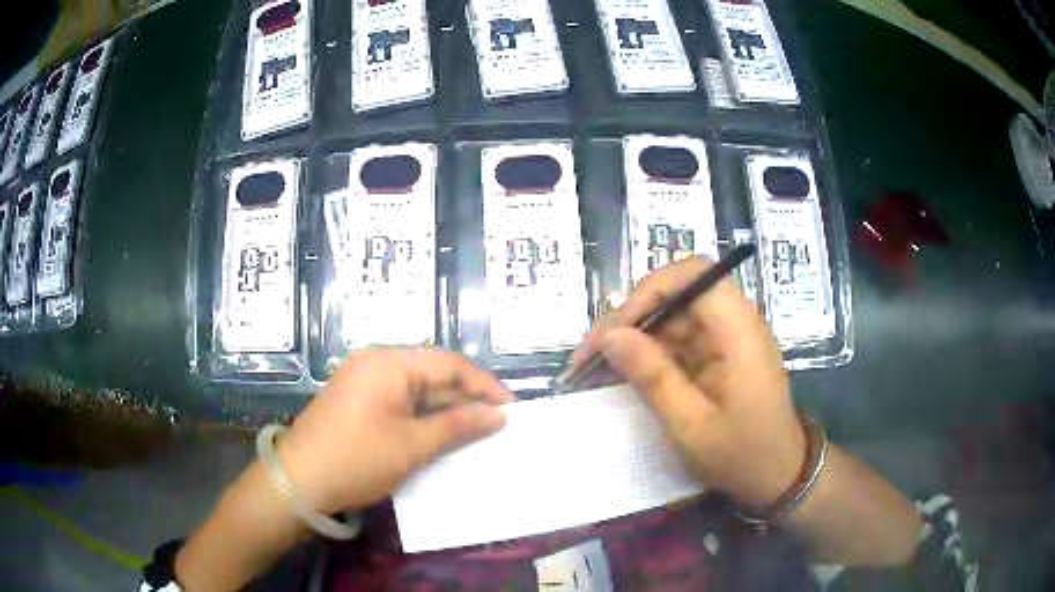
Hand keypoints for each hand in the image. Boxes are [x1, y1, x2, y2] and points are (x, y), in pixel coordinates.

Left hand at [277, 349, 513, 513]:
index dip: (483, 385)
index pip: (448, 364)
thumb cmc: (358, 459)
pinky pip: (399, 402)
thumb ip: (458, 426)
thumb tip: (498, 415)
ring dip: (444, 410)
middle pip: (432, 374)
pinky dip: (422, 418)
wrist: (298, 482)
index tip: (511, 408)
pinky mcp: (357, 402)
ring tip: (475, 433)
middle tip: (497, 424)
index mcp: (389, 363)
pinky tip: (440, 436)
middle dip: (465, 398)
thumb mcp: (412, 445)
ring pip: (416, 390)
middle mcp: (376, 364)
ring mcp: (364, 383)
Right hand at [570, 257, 805, 508]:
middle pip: (677, 294)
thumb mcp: (691, 425)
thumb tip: (610, 336)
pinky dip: (649, 354)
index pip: (693, 276)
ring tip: (597, 367)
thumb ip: (652, 377)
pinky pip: (679, 340)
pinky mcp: (719, 354)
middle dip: (631, 318)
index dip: (649, 291)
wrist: (779, 476)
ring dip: (635, 337)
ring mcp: (726, 338)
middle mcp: (734, 323)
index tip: (614, 331)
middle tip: (592, 354)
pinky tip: (625, 374)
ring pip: (672, 318)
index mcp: (738, 331)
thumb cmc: (742, 455)